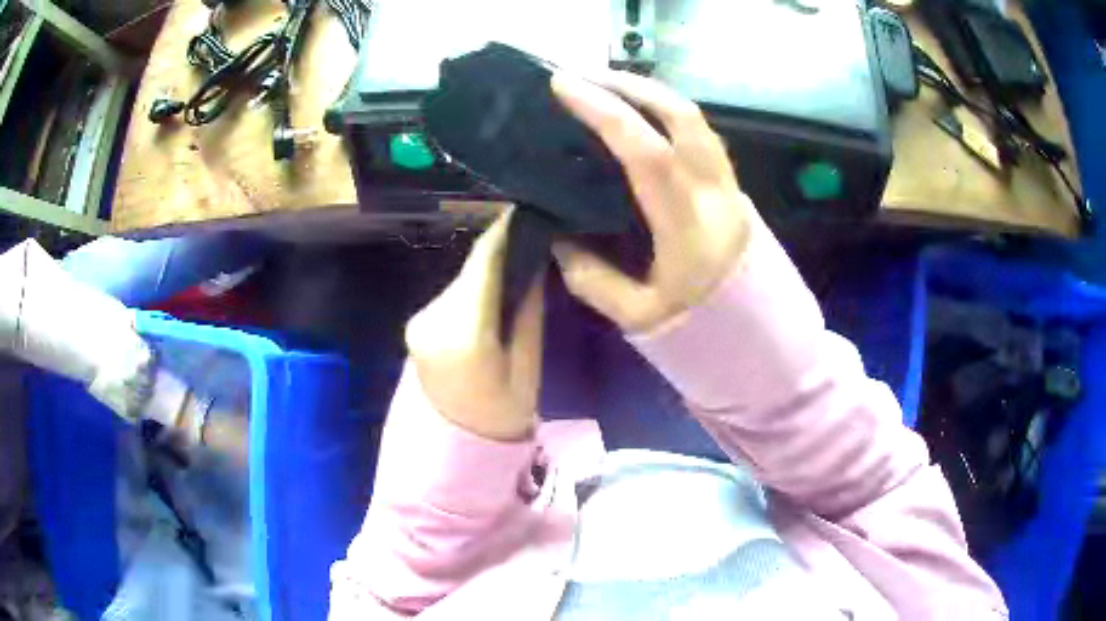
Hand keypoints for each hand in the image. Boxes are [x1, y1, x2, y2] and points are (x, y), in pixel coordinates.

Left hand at [404, 211, 544, 441]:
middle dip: (504, 250)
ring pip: (463, 279)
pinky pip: (453, 295)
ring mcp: (419, 319)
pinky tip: (495, 294)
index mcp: (463, 330)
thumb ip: (527, 310)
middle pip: (473, 268)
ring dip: (489, 270)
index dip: (509, 230)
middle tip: (537, 239)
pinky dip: (475, 289)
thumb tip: (533, 261)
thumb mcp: (526, 367)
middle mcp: (432, 315)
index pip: (486, 261)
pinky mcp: (416, 324)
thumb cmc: (501, 417)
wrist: (453, 450)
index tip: (532, 210)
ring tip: (521, 265)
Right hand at [550, 72, 753, 332]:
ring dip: (649, 93)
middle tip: (583, 78)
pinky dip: (666, 113)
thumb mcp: (637, 317)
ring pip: (695, 119)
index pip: (648, 154)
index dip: (605, 112)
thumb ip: (591, 277)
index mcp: (691, 230)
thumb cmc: (702, 333)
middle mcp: (717, 195)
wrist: (763, 338)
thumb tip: (558, 236)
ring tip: (606, 88)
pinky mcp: (733, 186)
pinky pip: (701, 134)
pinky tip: (639, 115)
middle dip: (629, 85)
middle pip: (682, 116)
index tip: (563, 86)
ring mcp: (731, 186)